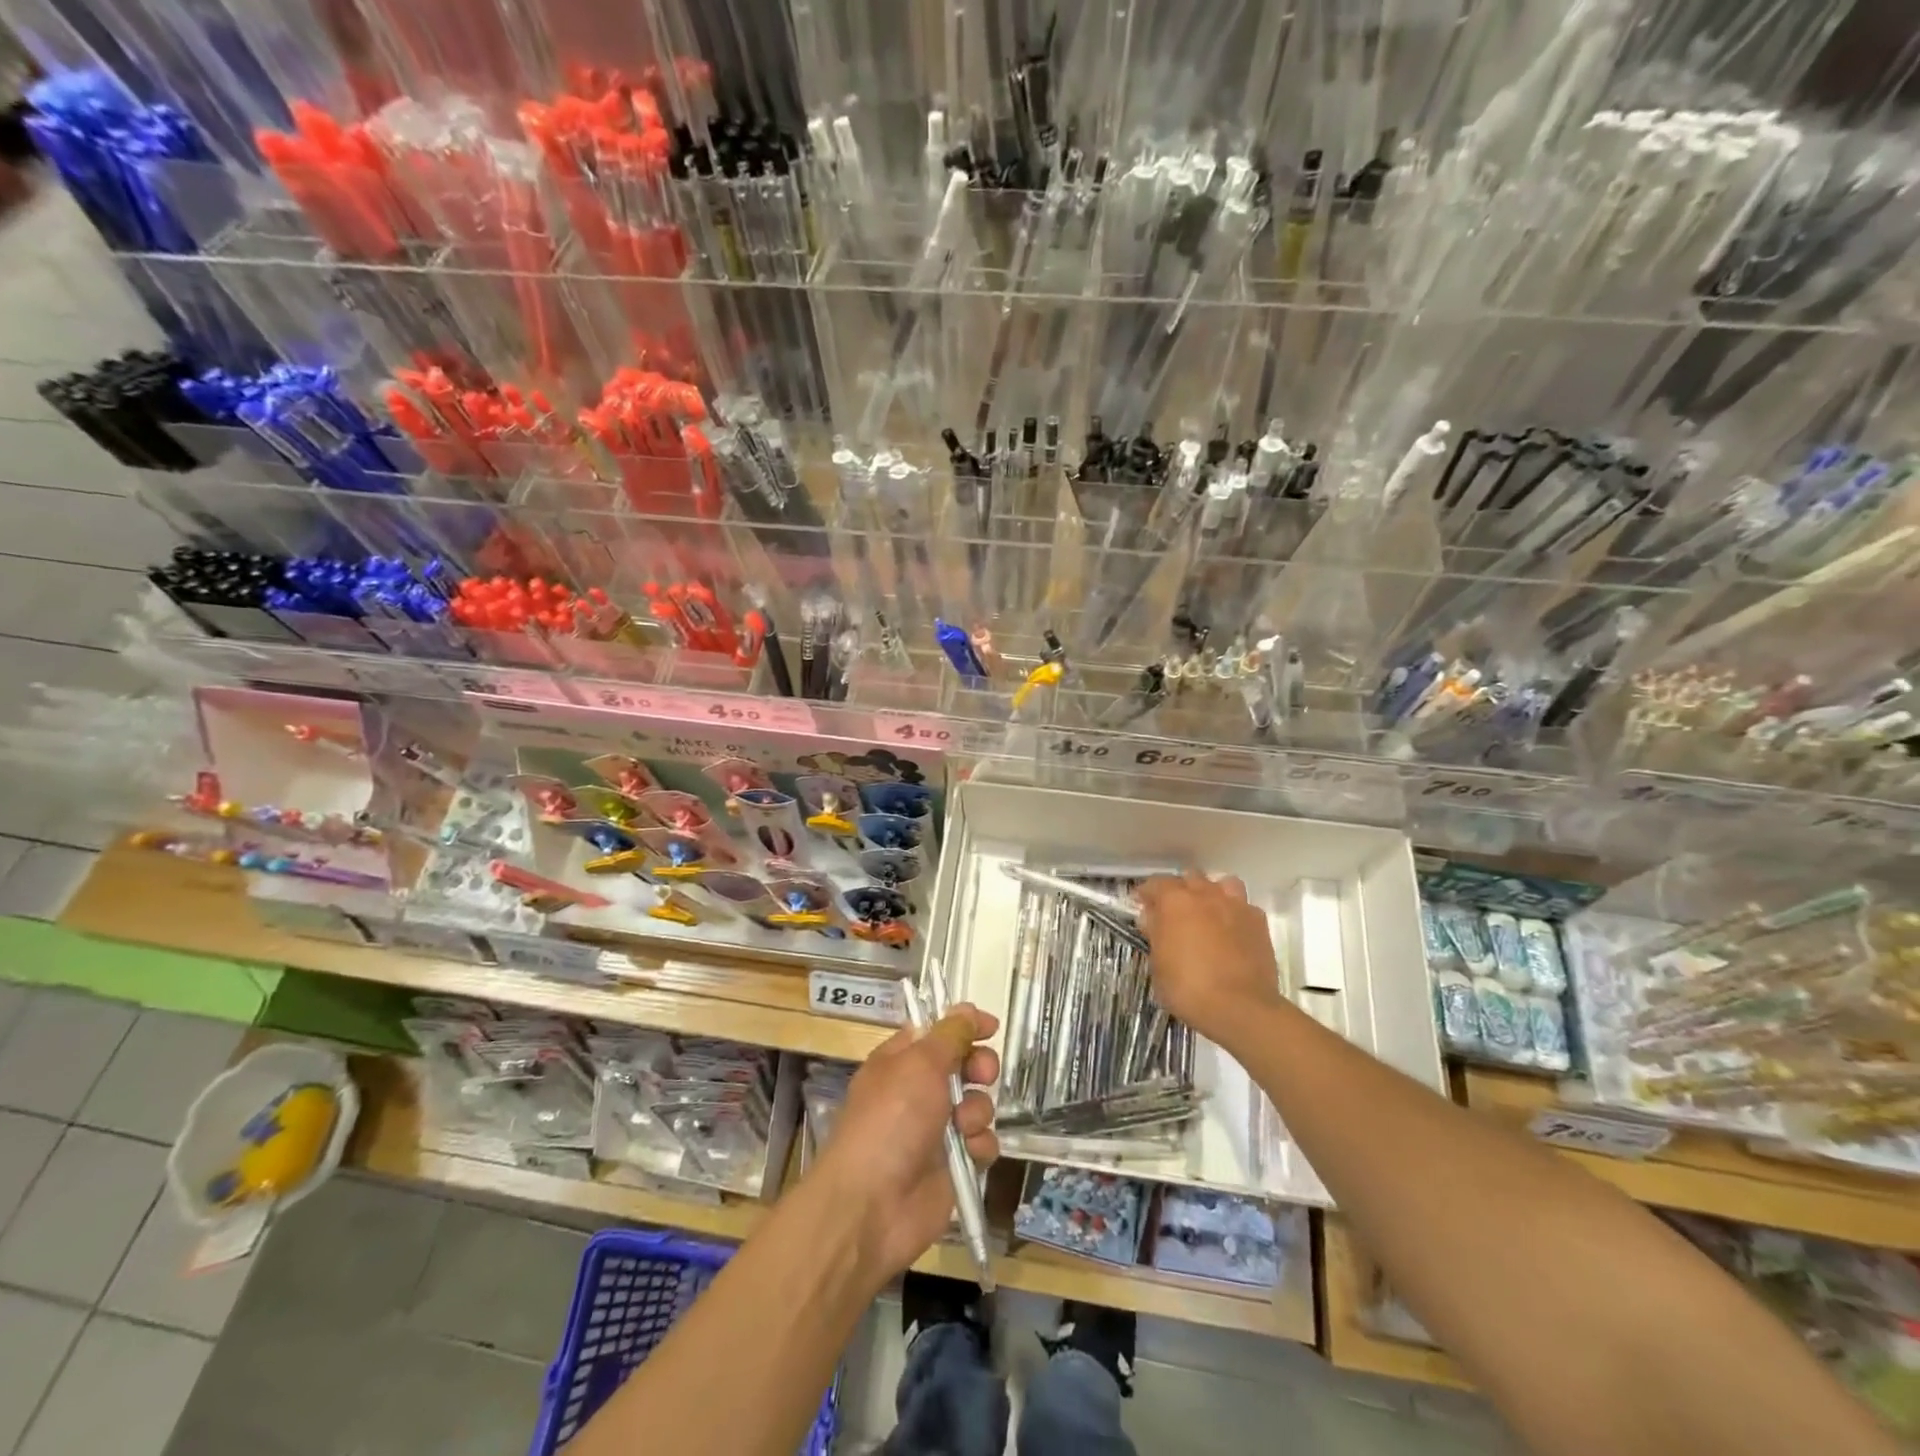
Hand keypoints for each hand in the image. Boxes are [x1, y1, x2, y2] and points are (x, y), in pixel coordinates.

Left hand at [814, 1004, 999, 1280]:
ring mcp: (936, 1130)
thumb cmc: (891, 1120)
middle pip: (963, 1065)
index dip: (963, 1026)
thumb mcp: (919, 1065)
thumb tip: (966, 1009)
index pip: (937, 1032)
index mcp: (901, 1061)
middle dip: (979, 1067)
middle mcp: (919, 1091)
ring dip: (978, 1109)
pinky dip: (980, 1145)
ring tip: (963, 1125)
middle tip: (981, 1073)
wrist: (872, 1205)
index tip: (990, 1027)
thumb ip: (949, 1035)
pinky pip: (981, 1143)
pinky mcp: (953, 1165)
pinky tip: (969, 1153)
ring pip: (977, 1103)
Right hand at [1137, 871, 1284, 1045]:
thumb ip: (1155, 935)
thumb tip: (1152, 918)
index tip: (1142, 905)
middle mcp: (1206, 894)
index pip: (1156, 883)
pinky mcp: (1259, 922)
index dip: (1147, 894)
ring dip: (1212, 893)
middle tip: (1174, 912)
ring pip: (1223, 883)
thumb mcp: (1158, 965)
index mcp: (1175, 901)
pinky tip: (1232, 931)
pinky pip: (1244, 906)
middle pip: (1190, 878)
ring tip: (1207, 913)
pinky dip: (1235, 913)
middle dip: (1180, 890)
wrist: (1241, 1008)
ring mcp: (1236, 906)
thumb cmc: (1188, 988)